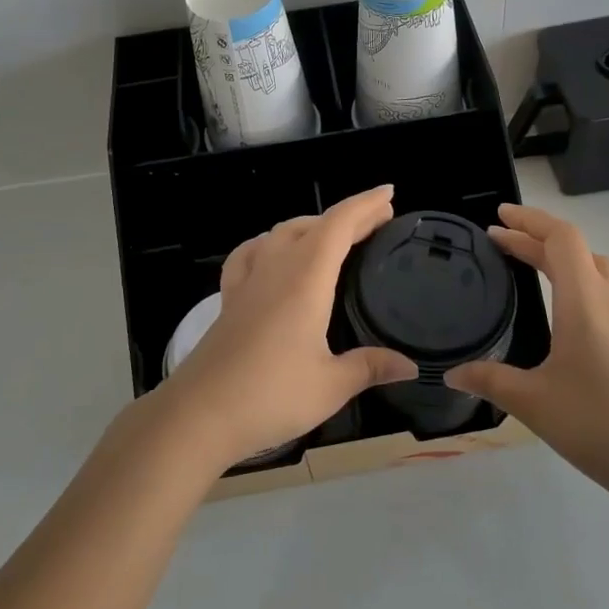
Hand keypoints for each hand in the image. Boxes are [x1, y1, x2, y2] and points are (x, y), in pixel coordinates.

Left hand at [159, 186, 416, 470]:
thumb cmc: (270, 396)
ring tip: (334, 236)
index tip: (389, 194)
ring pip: (281, 232)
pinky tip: (272, 253)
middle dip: (347, 217)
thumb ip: (370, 367)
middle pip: (313, 224)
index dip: (365, 205)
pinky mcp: (229, 299)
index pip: (339, 225)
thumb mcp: (331, 385)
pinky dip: (270, 243)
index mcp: (305, 279)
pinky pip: (251, 253)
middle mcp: (276, 268)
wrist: (199, 414)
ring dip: (312, 225)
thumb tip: (410, 365)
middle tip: (377, 220)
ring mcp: (248, 281)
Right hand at [448, 204, 608, 504]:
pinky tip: (562, 308)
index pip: (561, 238)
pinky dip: (576, 279)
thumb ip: (490, 381)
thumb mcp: (533, 402)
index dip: (529, 220)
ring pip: (594, 267)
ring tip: (528, 264)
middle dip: (536, 237)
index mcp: (585, 301)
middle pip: (575, 248)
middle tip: (499, 240)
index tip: (498, 217)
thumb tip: (451, 373)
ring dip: (560, 257)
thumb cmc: (598, 423)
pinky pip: (604, 289)